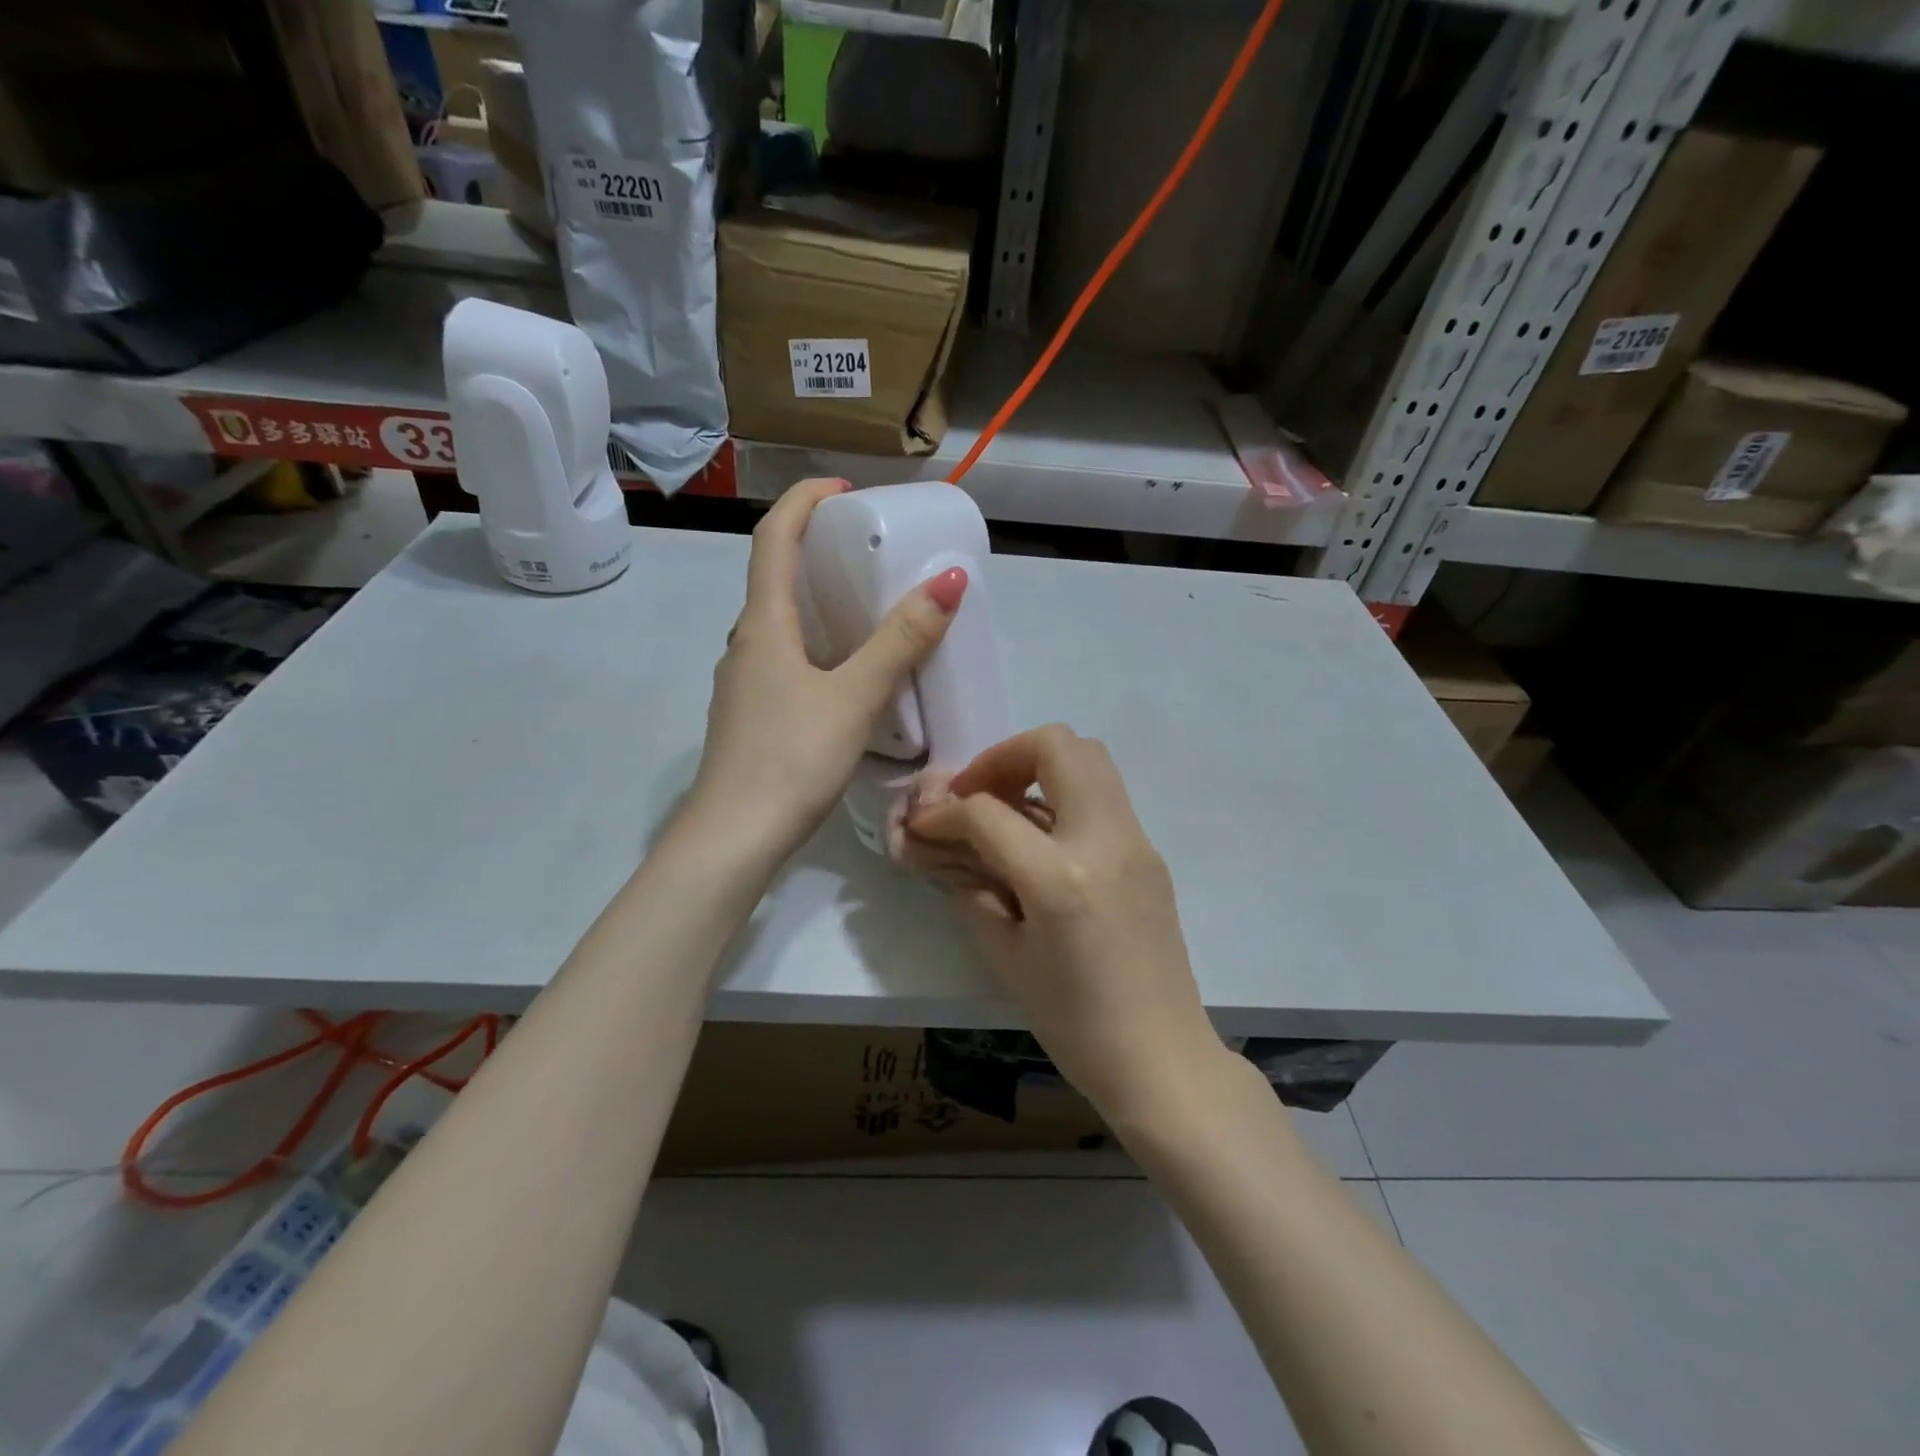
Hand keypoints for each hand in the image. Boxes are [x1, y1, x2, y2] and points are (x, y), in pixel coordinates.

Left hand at [688, 478, 967, 864]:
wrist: (733, 838)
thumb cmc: (790, 758)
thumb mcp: (854, 697)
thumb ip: (901, 642)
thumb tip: (950, 581)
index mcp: (763, 625)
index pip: (772, 538)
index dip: (803, 501)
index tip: (844, 489)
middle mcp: (745, 644)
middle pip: (774, 577)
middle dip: (815, 550)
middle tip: (867, 550)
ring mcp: (743, 682)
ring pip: (779, 624)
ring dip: (816, 602)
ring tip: (866, 608)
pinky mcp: (751, 715)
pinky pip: (783, 659)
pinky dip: (815, 645)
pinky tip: (846, 673)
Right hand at [904, 724, 1220, 1119]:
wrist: (1161, 1059)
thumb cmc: (1075, 1023)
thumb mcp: (1007, 958)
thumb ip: (972, 891)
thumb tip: (945, 850)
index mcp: (1060, 878)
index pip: (988, 813)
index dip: (945, 812)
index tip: (925, 823)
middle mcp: (1104, 840)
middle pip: (1055, 746)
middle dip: (1003, 757)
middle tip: (979, 794)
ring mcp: (1135, 841)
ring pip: (1089, 757)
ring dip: (1039, 766)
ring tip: (1007, 809)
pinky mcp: (1149, 852)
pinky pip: (1103, 795)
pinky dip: (1064, 794)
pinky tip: (1041, 838)